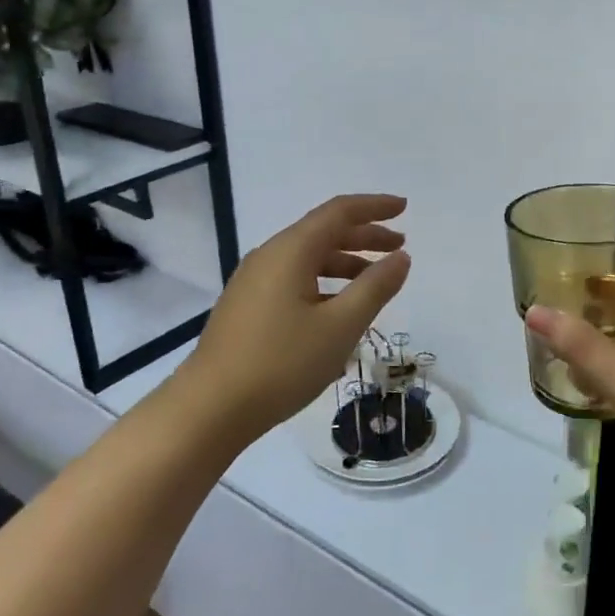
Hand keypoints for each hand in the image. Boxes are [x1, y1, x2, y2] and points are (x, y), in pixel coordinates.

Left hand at [176, 194, 410, 449]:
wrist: (210, 408)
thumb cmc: (281, 363)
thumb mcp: (340, 326)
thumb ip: (375, 288)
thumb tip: (401, 257)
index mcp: (291, 251)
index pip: (339, 212)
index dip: (374, 207)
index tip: (404, 208)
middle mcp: (270, 256)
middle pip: (323, 233)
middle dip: (364, 236)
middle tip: (400, 247)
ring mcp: (253, 282)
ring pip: (308, 259)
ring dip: (346, 262)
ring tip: (375, 281)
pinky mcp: (247, 307)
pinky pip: (294, 280)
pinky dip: (325, 283)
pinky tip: (339, 311)